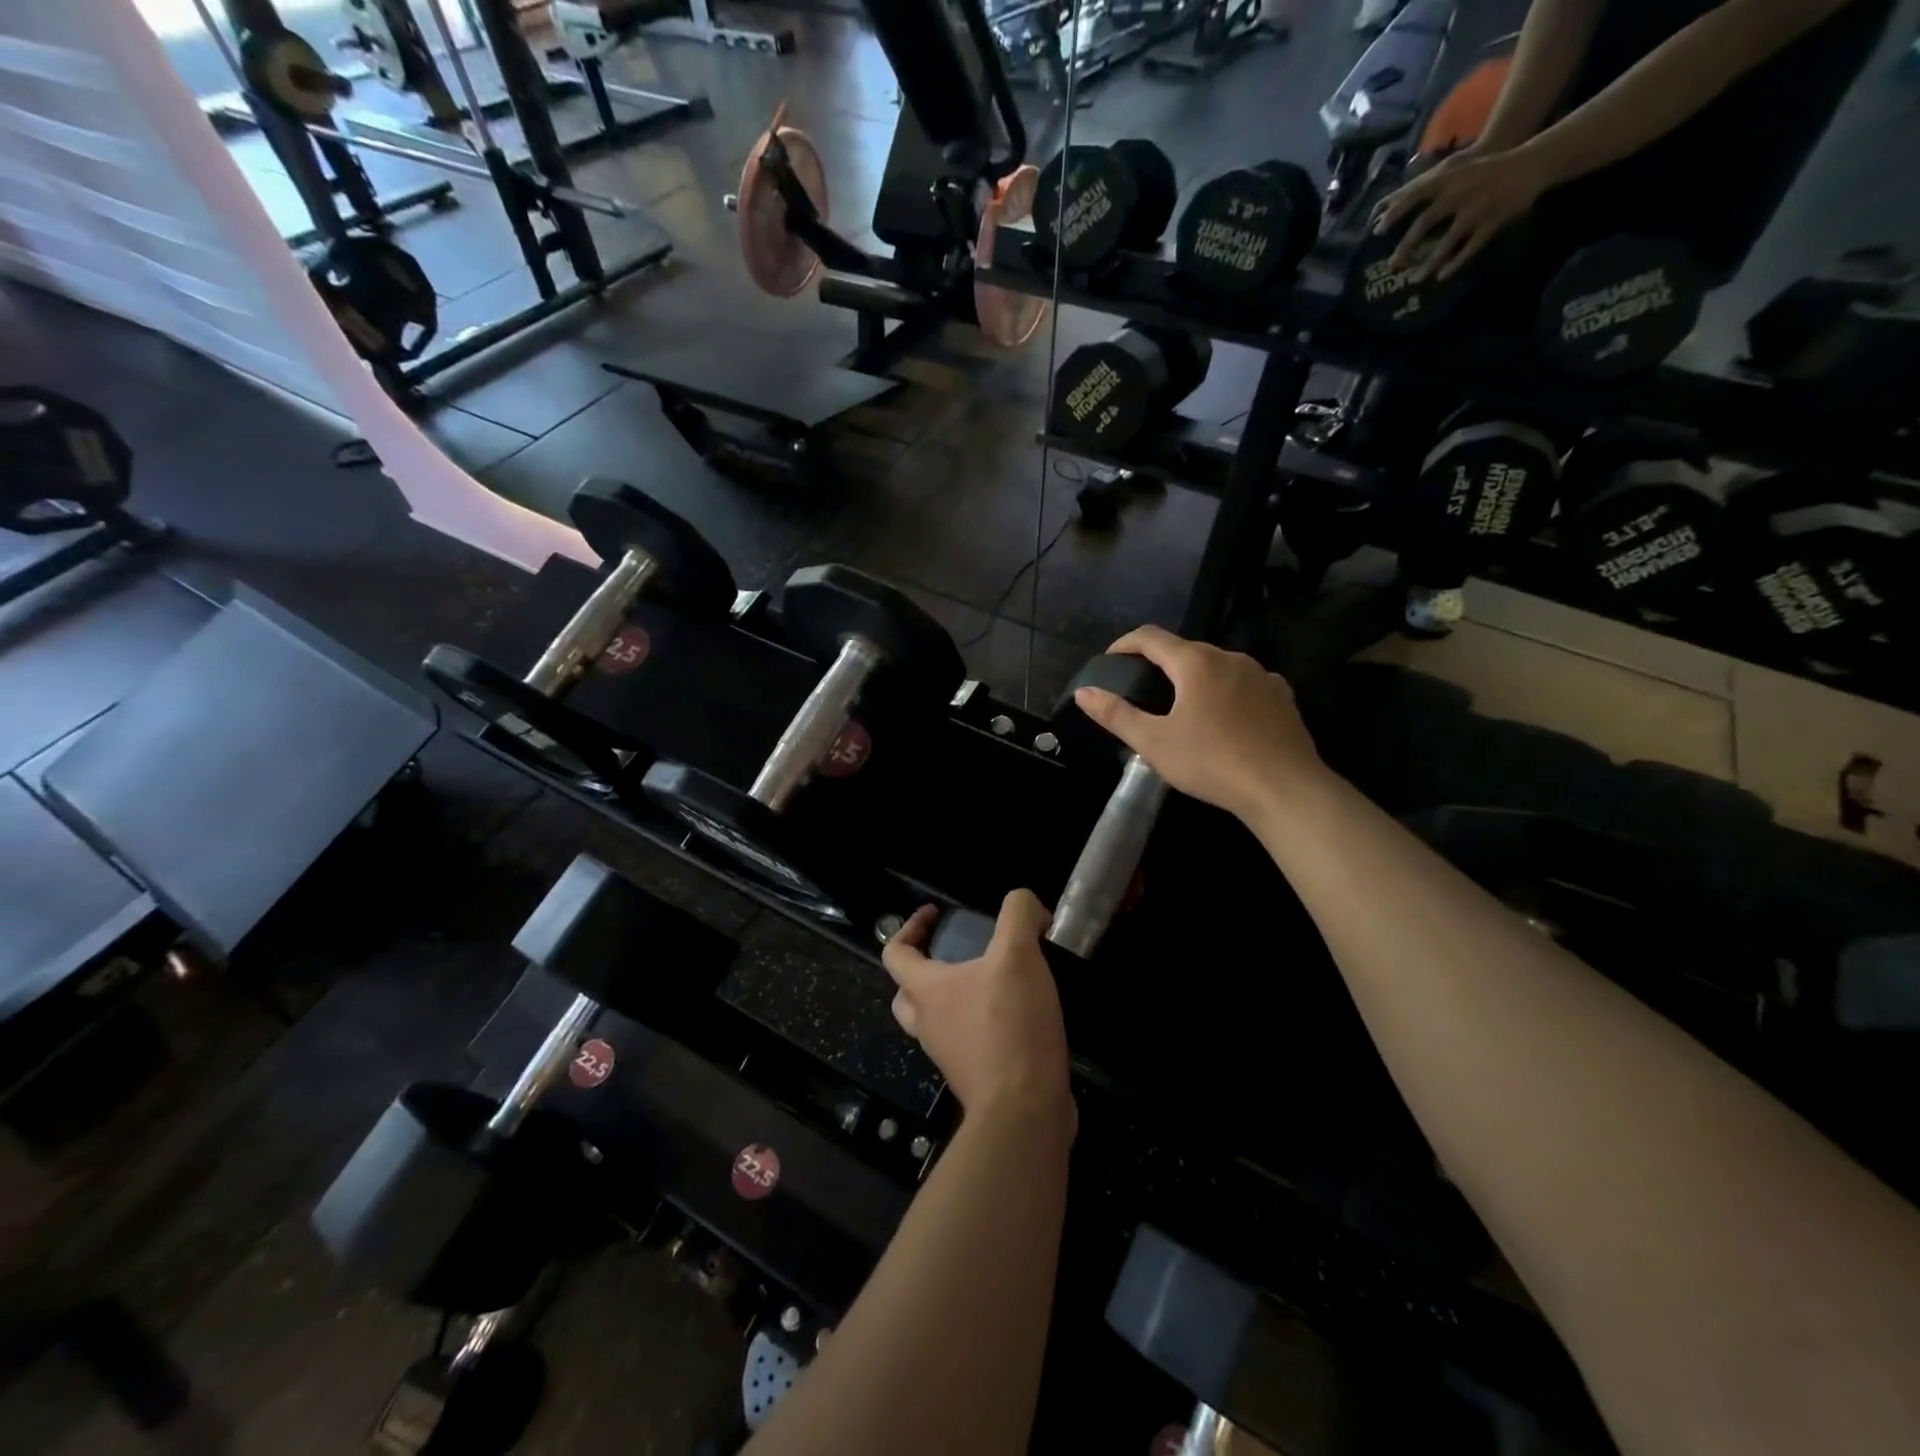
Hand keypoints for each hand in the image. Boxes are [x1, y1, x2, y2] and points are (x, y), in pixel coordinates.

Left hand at [882, 891, 1071, 1122]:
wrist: (1024, 1108)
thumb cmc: (1011, 1024)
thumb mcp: (1019, 954)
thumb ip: (1018, 914)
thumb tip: (1026, 904)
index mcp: (926, 991)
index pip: (895, 953)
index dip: (909, 927)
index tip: (935, 914)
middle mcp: (928, 1024)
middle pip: (906, 993)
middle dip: (923, 969)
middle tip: (953, 955)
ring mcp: (947, 1055)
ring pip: (934, 1021)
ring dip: (952, 999)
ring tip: (990, 982)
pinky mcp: (974, 1077)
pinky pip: (965, 1043)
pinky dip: (978, 1026)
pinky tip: (1014, 1015)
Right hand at [1072, 625, 1323, 822]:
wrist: (1284, 788)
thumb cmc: (1212, 762)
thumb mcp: (1154, 743)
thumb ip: (1116, 715)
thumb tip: (1084, 692)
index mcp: (1195, 663)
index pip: (1151, 637)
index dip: (1125, 643)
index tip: (1110, 659)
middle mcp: (1230, 658)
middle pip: (1186, 650)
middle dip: (1160, 663)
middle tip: (1142, 688)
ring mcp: (1261, 675)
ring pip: (1218, 666)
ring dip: (1195, 677)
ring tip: (1182, 706)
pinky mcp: (1282, 696)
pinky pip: (1245, 683)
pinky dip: (1226, 691)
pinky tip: (1224, 717)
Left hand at [1370, 145, 1553, 280]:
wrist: (1531, 163)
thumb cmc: (1482, 168)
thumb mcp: (1454, 168)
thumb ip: (1426, 184)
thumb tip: (1389, 204)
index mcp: (1449, 178)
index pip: (1415, 195)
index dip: (1395, 213)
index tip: (1376, 232)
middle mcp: (1460, 193)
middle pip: (1425, 223)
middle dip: (1406, 247)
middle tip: (1391, 266)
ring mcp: (1477, 208)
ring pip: (1447, 242)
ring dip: (1429, 263)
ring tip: (1415, 279)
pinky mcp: (1493, 221)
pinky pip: (1470, 248)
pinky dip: (1455, 264)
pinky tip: (1441, 277)